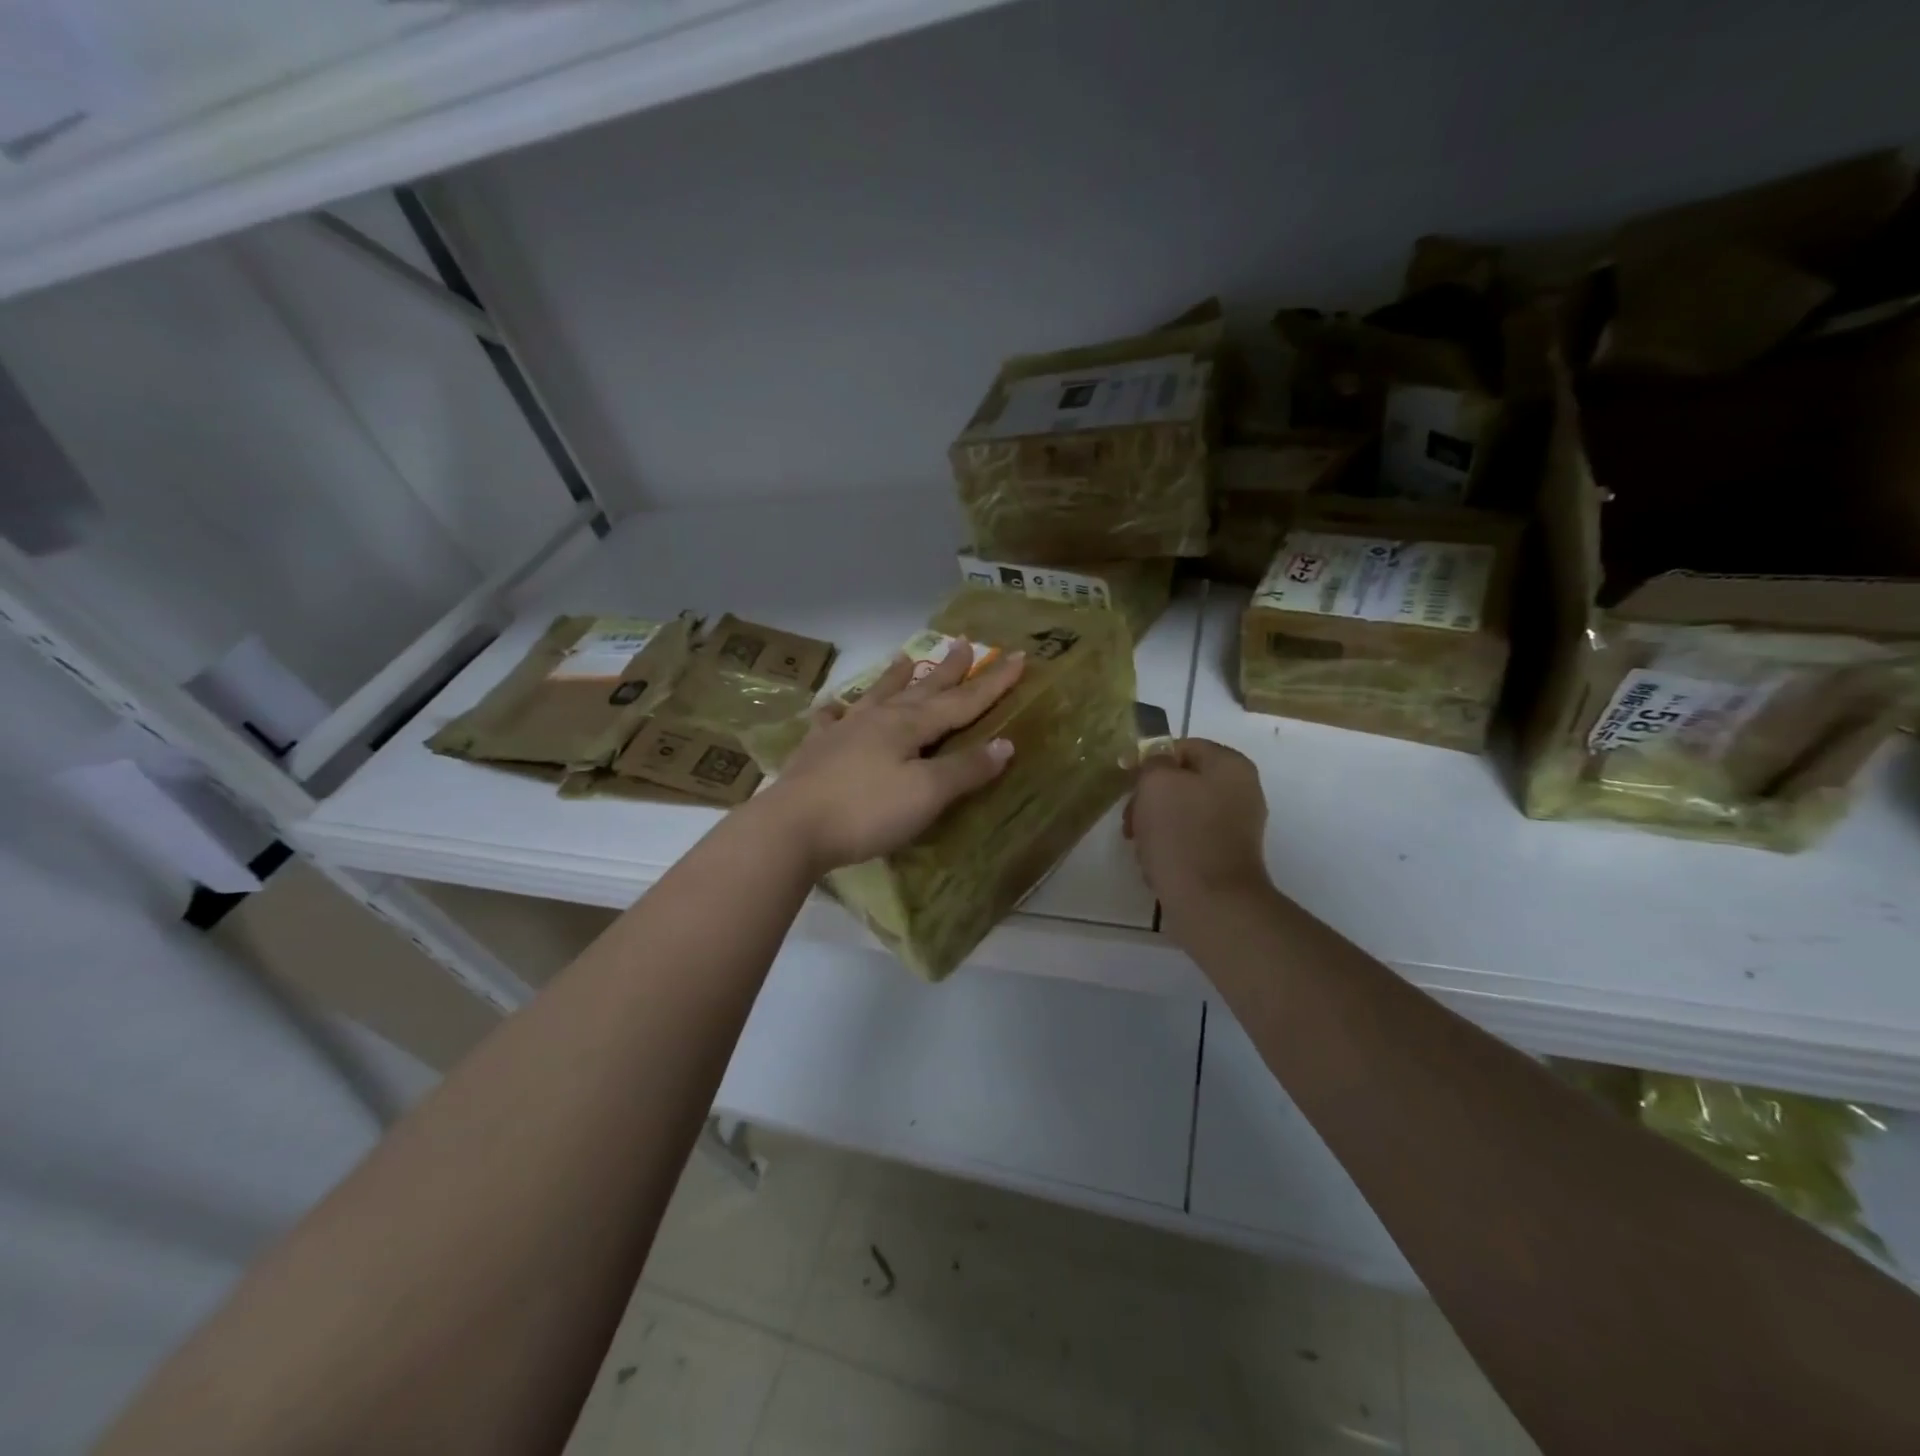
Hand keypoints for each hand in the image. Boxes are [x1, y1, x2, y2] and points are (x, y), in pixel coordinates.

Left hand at [760, 640, 1024, 872]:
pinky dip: (838, 710)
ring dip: (895, 678)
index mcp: (908, 725)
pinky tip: (835, 707)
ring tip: (905, 658)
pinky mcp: (816, 751)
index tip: (1019, 657)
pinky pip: (830, 721)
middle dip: (948, 669)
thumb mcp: (926, 794)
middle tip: (965, 643)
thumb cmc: (866, 811)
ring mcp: (843, 732)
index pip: (962, 701)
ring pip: (877, 696)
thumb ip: (965, 769)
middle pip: (921, 689)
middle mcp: (878, 719)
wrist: (791, 828)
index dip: (993, 683)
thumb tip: (1005, 744)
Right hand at [1125, 739, 1271, 927]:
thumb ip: (1153, 760)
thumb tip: (1155, 757)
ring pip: (1181, 813)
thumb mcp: (1157, 783)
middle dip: (1149, 799)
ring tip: (1143, 848)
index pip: (1182, 747)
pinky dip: (1169, 848)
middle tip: (1131, 821)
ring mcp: (1237, 826)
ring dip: (1155, 826)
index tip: (1125, 781)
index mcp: (1230, 766)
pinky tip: (1157, 865)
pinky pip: (1190, 840)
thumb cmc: (1182, 834)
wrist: (1211, 903)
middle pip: (1181, 781)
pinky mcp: (1227, 856)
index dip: (1149, 760)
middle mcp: (1241, 791)